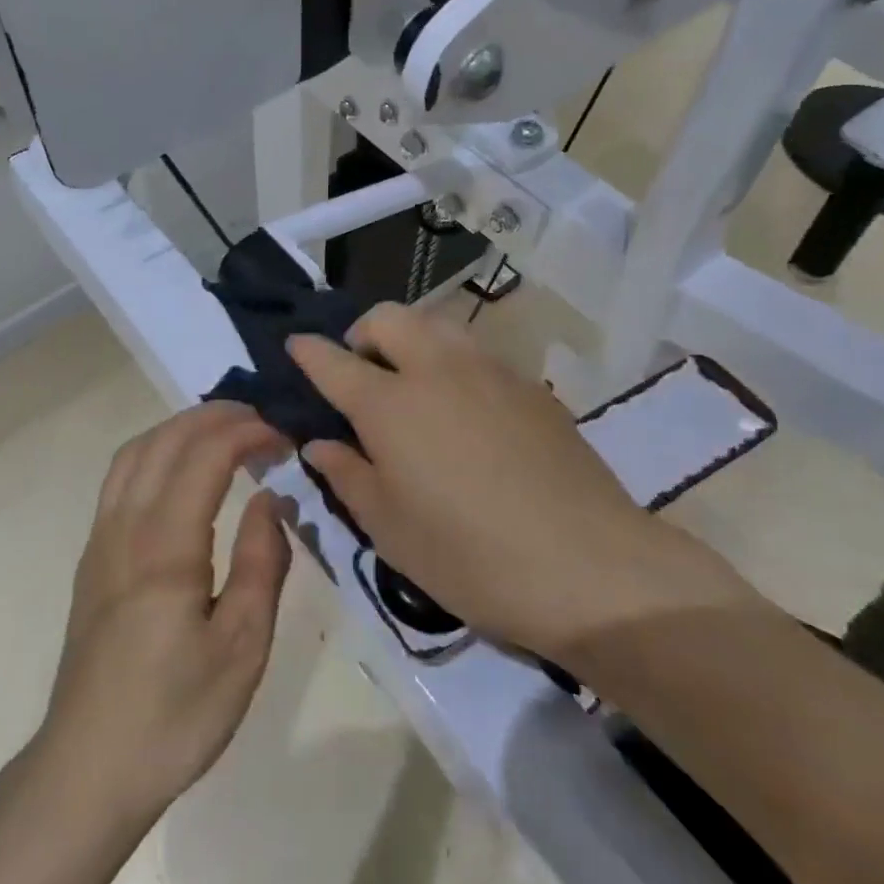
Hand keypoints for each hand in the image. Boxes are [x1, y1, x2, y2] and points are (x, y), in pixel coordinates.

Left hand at [41, 403, 291, 827]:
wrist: (87, 770)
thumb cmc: (175, 714)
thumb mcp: (242, 648)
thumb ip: (262, 563)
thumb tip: (270, 498)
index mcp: (165, 546)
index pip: (205, 456)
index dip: (247, 432)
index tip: (285, 434)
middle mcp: (125, 527)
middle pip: (165, 440)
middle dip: (216, 416)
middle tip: (262, 420)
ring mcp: (101, 539)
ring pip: (135, 452)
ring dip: (181, 427)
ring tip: (225, 433)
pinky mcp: (92, 558)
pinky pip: (120, 477)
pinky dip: (156, 451)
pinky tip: (181, 472)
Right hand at [290, 305, 759, 663]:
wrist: (589, 566)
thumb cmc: (470, 556)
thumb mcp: (390, 529)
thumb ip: (347, 475)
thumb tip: (320, 442)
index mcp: (390, 404)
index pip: (333, 360)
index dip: (307, 350)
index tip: (293, 346)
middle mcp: (436, 369)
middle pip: (389, 317)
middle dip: (361, 331)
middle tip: (360, 373)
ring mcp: (489, 371)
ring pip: (437, 324)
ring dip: (410, 339)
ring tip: (410, 385)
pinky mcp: (530, 386)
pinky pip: (476, 352)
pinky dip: (451, 361)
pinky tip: (462, 409)